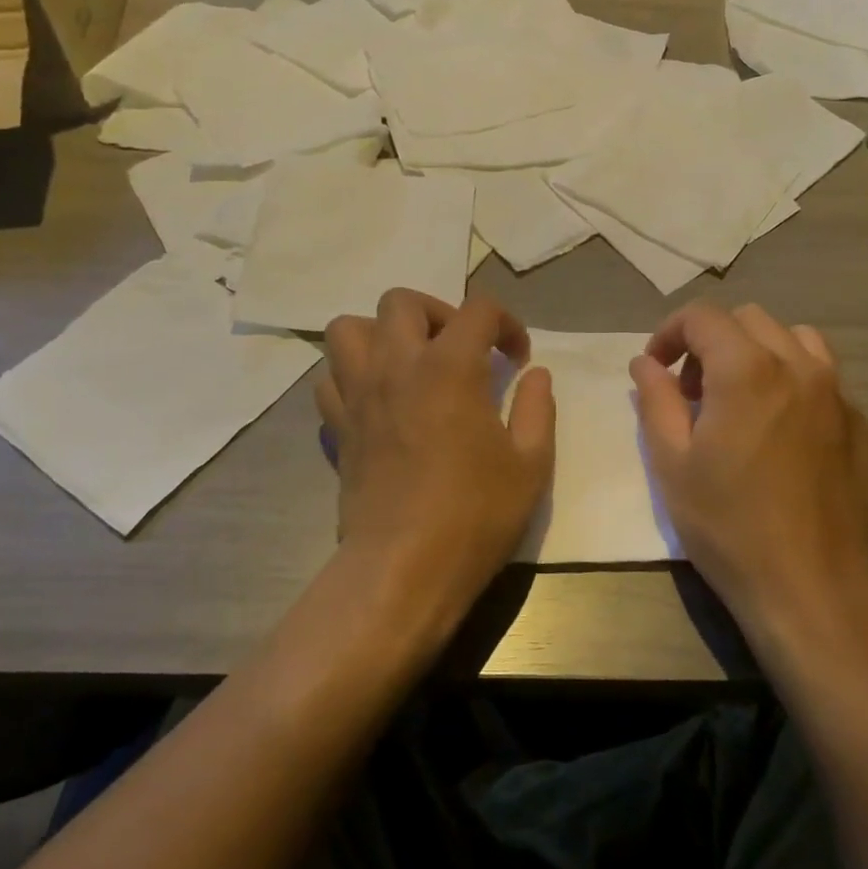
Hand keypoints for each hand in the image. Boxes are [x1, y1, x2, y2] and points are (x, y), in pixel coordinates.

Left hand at [316, 290, 554, 635]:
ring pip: (347, 328)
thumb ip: (537, 409)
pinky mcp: (337, 426)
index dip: (506, 323)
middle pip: (401, 301)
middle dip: (436, 312)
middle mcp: (397, 366)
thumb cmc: (474, 514)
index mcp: (450, 366)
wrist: (403, 567)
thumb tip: (535, 375)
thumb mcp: (530, 464)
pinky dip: (350, 376)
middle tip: (457, 348)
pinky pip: (330, 378)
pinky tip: (377, 400)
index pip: (478, 310)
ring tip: (407, 362)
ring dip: (379, 333)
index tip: (516, 358)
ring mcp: (358, 394)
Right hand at [630, 302, 867, 641]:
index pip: (703, 316)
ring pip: (797, 340)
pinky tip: (784, 436)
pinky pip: (827, 383)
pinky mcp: (864, 429)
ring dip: (760, 353)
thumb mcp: (671, 462)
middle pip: (750, 320)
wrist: (811, 589)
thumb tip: (646, 363)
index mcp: (748, 369)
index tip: (656, 369)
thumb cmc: (728, 525)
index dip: (669, 333)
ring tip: (742, 399)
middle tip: (693, 392)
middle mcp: (800, 367)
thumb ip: (655, 399)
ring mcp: (840, 397)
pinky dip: (796, 387)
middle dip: (712, 342)